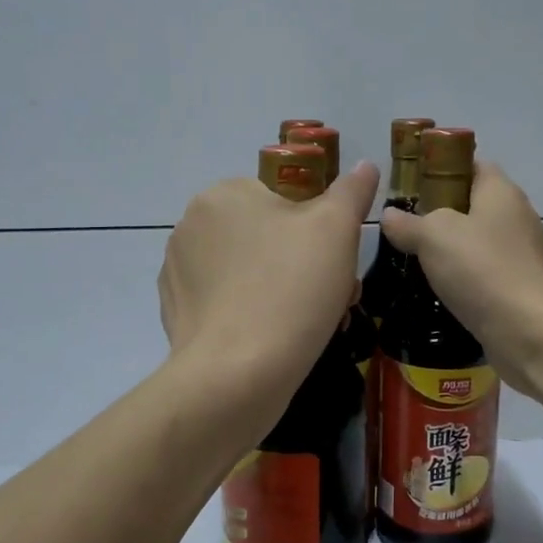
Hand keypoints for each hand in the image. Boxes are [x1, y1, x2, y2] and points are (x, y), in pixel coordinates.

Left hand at [159, 161, 380, 407]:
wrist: (236, 376)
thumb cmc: (291, 290)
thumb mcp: (336, 229)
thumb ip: (351, 191)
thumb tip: (364, 165)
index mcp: (222, 195)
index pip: (284, 197)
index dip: (321, 227)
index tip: (341, 261)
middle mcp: (191, 227)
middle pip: (269, 236)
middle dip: (308, 263)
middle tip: (337, 297)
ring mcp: (178, 273)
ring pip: (252, 272)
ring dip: (287, 290)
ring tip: (315, 324)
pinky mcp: (178, 314)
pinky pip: (229, 303)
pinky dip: (255, 315)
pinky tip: (276, 342)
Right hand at [381, 161, 542, 401]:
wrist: (529, 331)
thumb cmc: (481, 269)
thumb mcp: (432, 236)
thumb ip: (408, 223)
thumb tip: (390, 215)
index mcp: (501, 192)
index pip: (472, 164)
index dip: (441, 169)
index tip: (411, 186)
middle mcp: (518, 217)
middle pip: (475, 204)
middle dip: (441, 214)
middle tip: (405, 228)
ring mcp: (524, 255)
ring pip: (480, 243)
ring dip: (452, 251)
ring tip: (416, 262)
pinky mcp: (523, 288)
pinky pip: (487, 274)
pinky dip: (466, 279)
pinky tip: (442, 292)